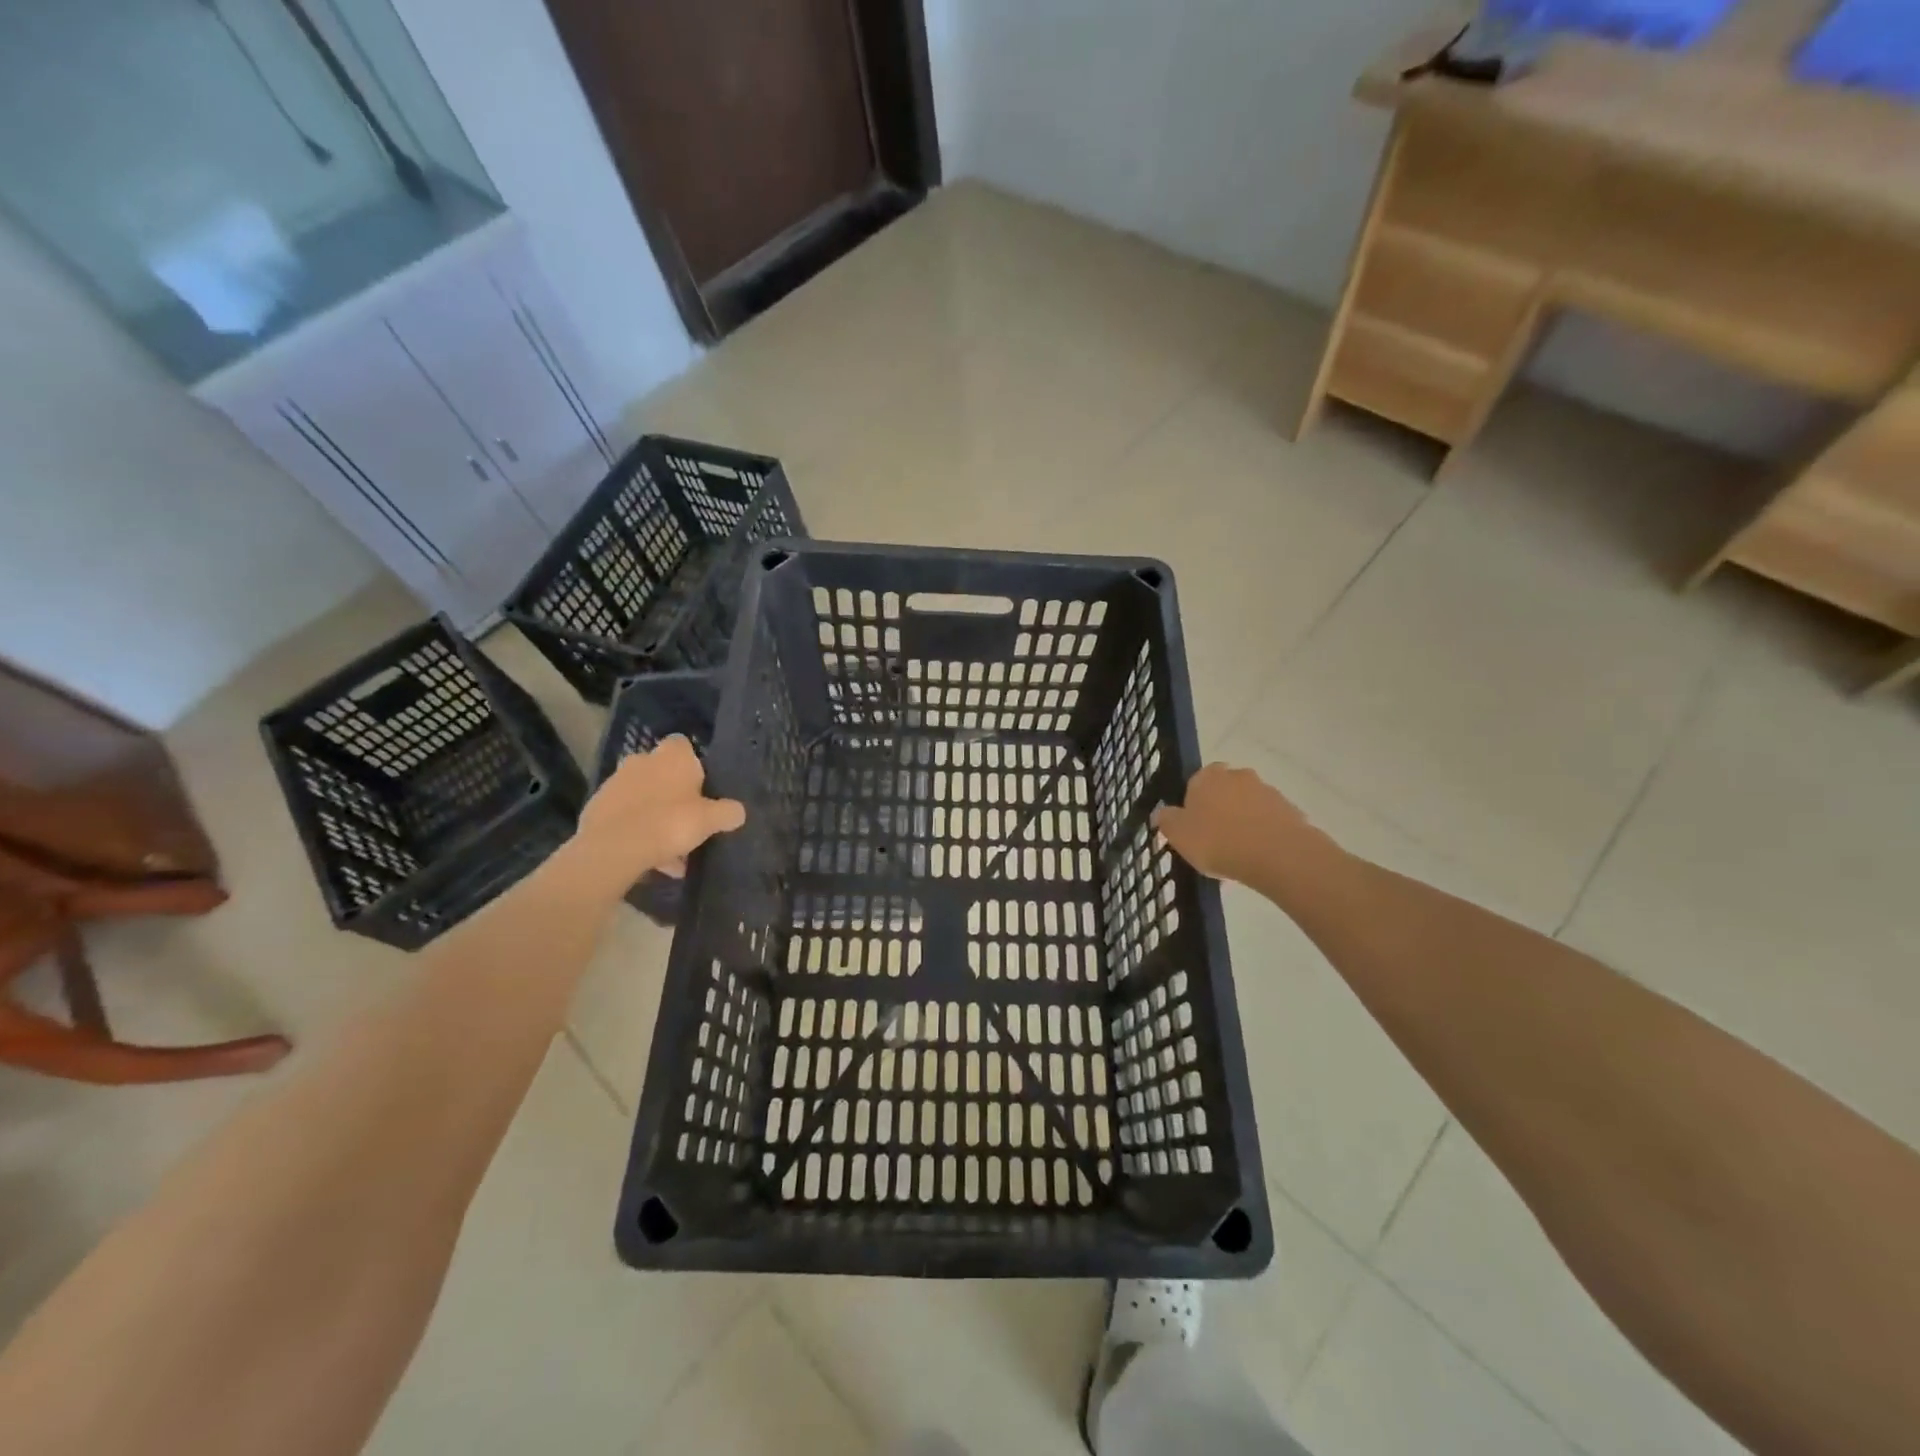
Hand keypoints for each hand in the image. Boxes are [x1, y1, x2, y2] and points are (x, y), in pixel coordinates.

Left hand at [570, 737, 744, 892]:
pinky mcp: (597, 807)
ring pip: (643, 797)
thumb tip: (738, 812)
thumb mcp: (710, 820)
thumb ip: (728, 813)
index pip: (683, 745)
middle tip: (686, 822)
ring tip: (669, 852)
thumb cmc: (670, 823)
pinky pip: (624, 816)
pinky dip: (635, 831)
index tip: (700, 787)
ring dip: (654, 816)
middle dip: (672, 794)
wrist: (614, 848)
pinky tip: (648, 858)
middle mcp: (641, 760)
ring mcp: (616, 783)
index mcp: (671, 756)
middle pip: (661, 772)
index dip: (692, 764)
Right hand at [1153, 763, 1317, 885]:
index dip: (1193, 803)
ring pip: (1248, 805)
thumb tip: (1162, 812)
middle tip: (1214, 840)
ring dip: (1243, 822)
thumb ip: (1167, 820)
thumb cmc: (1218, 841)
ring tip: (1238, 854)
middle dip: (1220, 810)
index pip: (1196, 781)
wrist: (1277, 854)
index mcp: (1207, 777)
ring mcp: (1267, 791)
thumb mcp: (1178, 835)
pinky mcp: (1290, 810)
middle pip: (1224, 791)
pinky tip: (1259, 857)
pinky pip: (1269, 821)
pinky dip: (1263, 834)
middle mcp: (1238, 776)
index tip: (1193, 826)